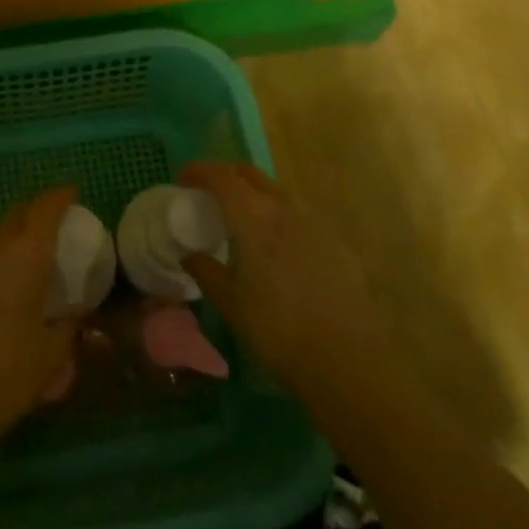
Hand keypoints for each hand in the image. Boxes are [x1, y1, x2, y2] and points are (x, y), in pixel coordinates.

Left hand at [0, 186, 81, 439]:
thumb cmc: (10, 372)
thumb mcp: (54, 352)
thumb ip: (69, 325)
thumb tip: (75, 315)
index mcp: (27, 257)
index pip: (45, 209)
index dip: (60, 197)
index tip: (71, 193)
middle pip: (16, 214)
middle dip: (35, 211)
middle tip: (50, 223)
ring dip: (10, 236)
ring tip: (22, 255)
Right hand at [179, 162, 377, 393]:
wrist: (345, 356)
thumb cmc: (276, 327)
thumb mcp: (229, 301)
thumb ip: (205, 271)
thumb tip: (189, 255)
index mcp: (252, 215)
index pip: (220, 177)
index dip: (199, 172)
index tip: (183, 180)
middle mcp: (283, 207)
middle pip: (250, 175)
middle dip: (226, 176)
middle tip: (210, 194)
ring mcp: (313, 221)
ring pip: (276, 192)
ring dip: (254, 195)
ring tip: (242, 221)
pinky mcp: (334, 240)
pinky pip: (298, 216)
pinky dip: (278, 218)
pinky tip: (276, 248)